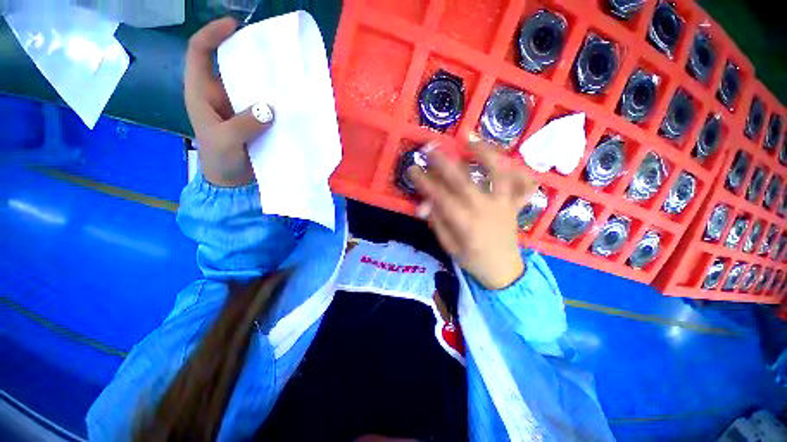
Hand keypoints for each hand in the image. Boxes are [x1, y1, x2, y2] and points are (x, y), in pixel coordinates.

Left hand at [185, 18, 274, 186]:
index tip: (234, 26)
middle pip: (228, 63)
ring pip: (248, 83)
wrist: (231, 181)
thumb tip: (270, 108)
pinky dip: (274, 100)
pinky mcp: (253, 120)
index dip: (212, 34)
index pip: (200, 52)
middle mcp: (219, 94)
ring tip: (283, 73)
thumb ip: (244, 124)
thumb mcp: (225, 141)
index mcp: (202, 93)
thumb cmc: (219, 160)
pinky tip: (288, 100)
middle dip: (245, 52)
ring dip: (264, 78)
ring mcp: (238, 107)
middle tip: (270, 51)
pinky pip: (264, 103)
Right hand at [409, 137, 537, 289]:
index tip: (412, 169)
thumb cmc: (472, 259)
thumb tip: (423, 203)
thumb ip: (437, 222)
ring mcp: (504, 204)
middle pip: (462, 180)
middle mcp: (485, 209)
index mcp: (465, 223)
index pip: (439, 197)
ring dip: (484, 154)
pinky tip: (508, 161)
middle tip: (430, 149)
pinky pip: (523, 184)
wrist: (503, 270)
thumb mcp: (448, 245)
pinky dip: (519, 170)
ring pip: (497, 174)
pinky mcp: (515, 204)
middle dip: (443, 162)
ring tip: (470, 141)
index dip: (424, 182)